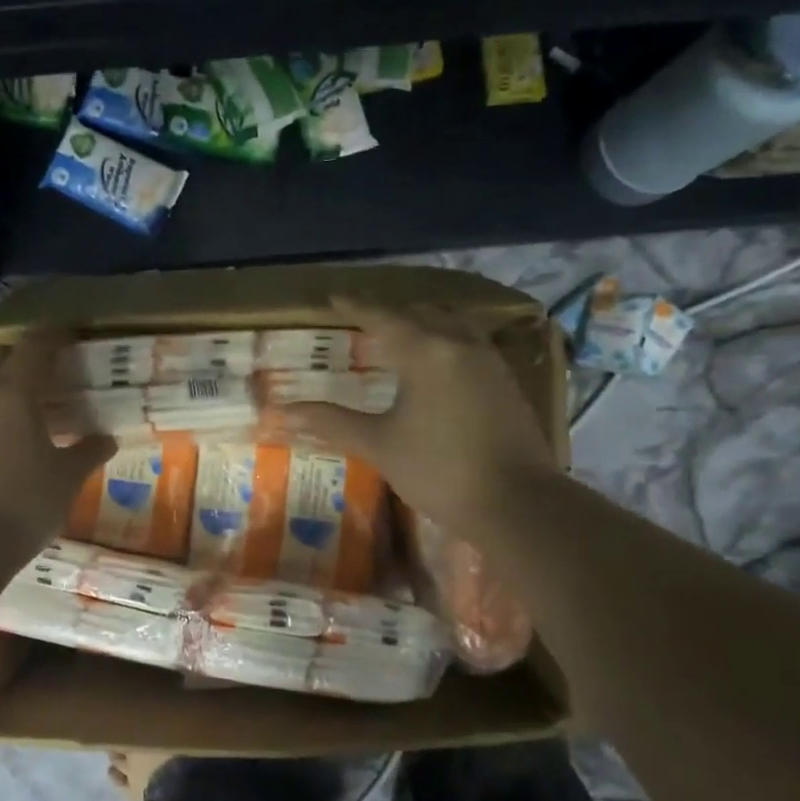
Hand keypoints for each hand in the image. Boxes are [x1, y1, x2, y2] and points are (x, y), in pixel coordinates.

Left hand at [0, 333, 115, 555]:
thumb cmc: (24, 503)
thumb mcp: (66, 477)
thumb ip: (87, 451)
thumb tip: (107, 439)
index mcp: (12, 394)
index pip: (32, 347)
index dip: (51, 335)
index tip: (67, 330)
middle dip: (21, 353)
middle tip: (46, 366)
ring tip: (21, 394)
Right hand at [280, 298, 556, 543]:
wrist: (517, 503)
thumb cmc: (439, 470)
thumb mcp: (379, 445)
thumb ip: (332, 422)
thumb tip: (282, 411)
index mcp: (426, 352)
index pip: (382, 317)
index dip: (354, 306)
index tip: (332, 297)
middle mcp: (460, 344)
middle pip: (421, 313)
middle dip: (390, 313)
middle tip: (363, 320)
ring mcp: (489, 361)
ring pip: (452, 323)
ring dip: (424, 322)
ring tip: (402, 335)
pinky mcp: (506, 381)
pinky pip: (471, 342)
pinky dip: (447, 339)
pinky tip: (439, 362)